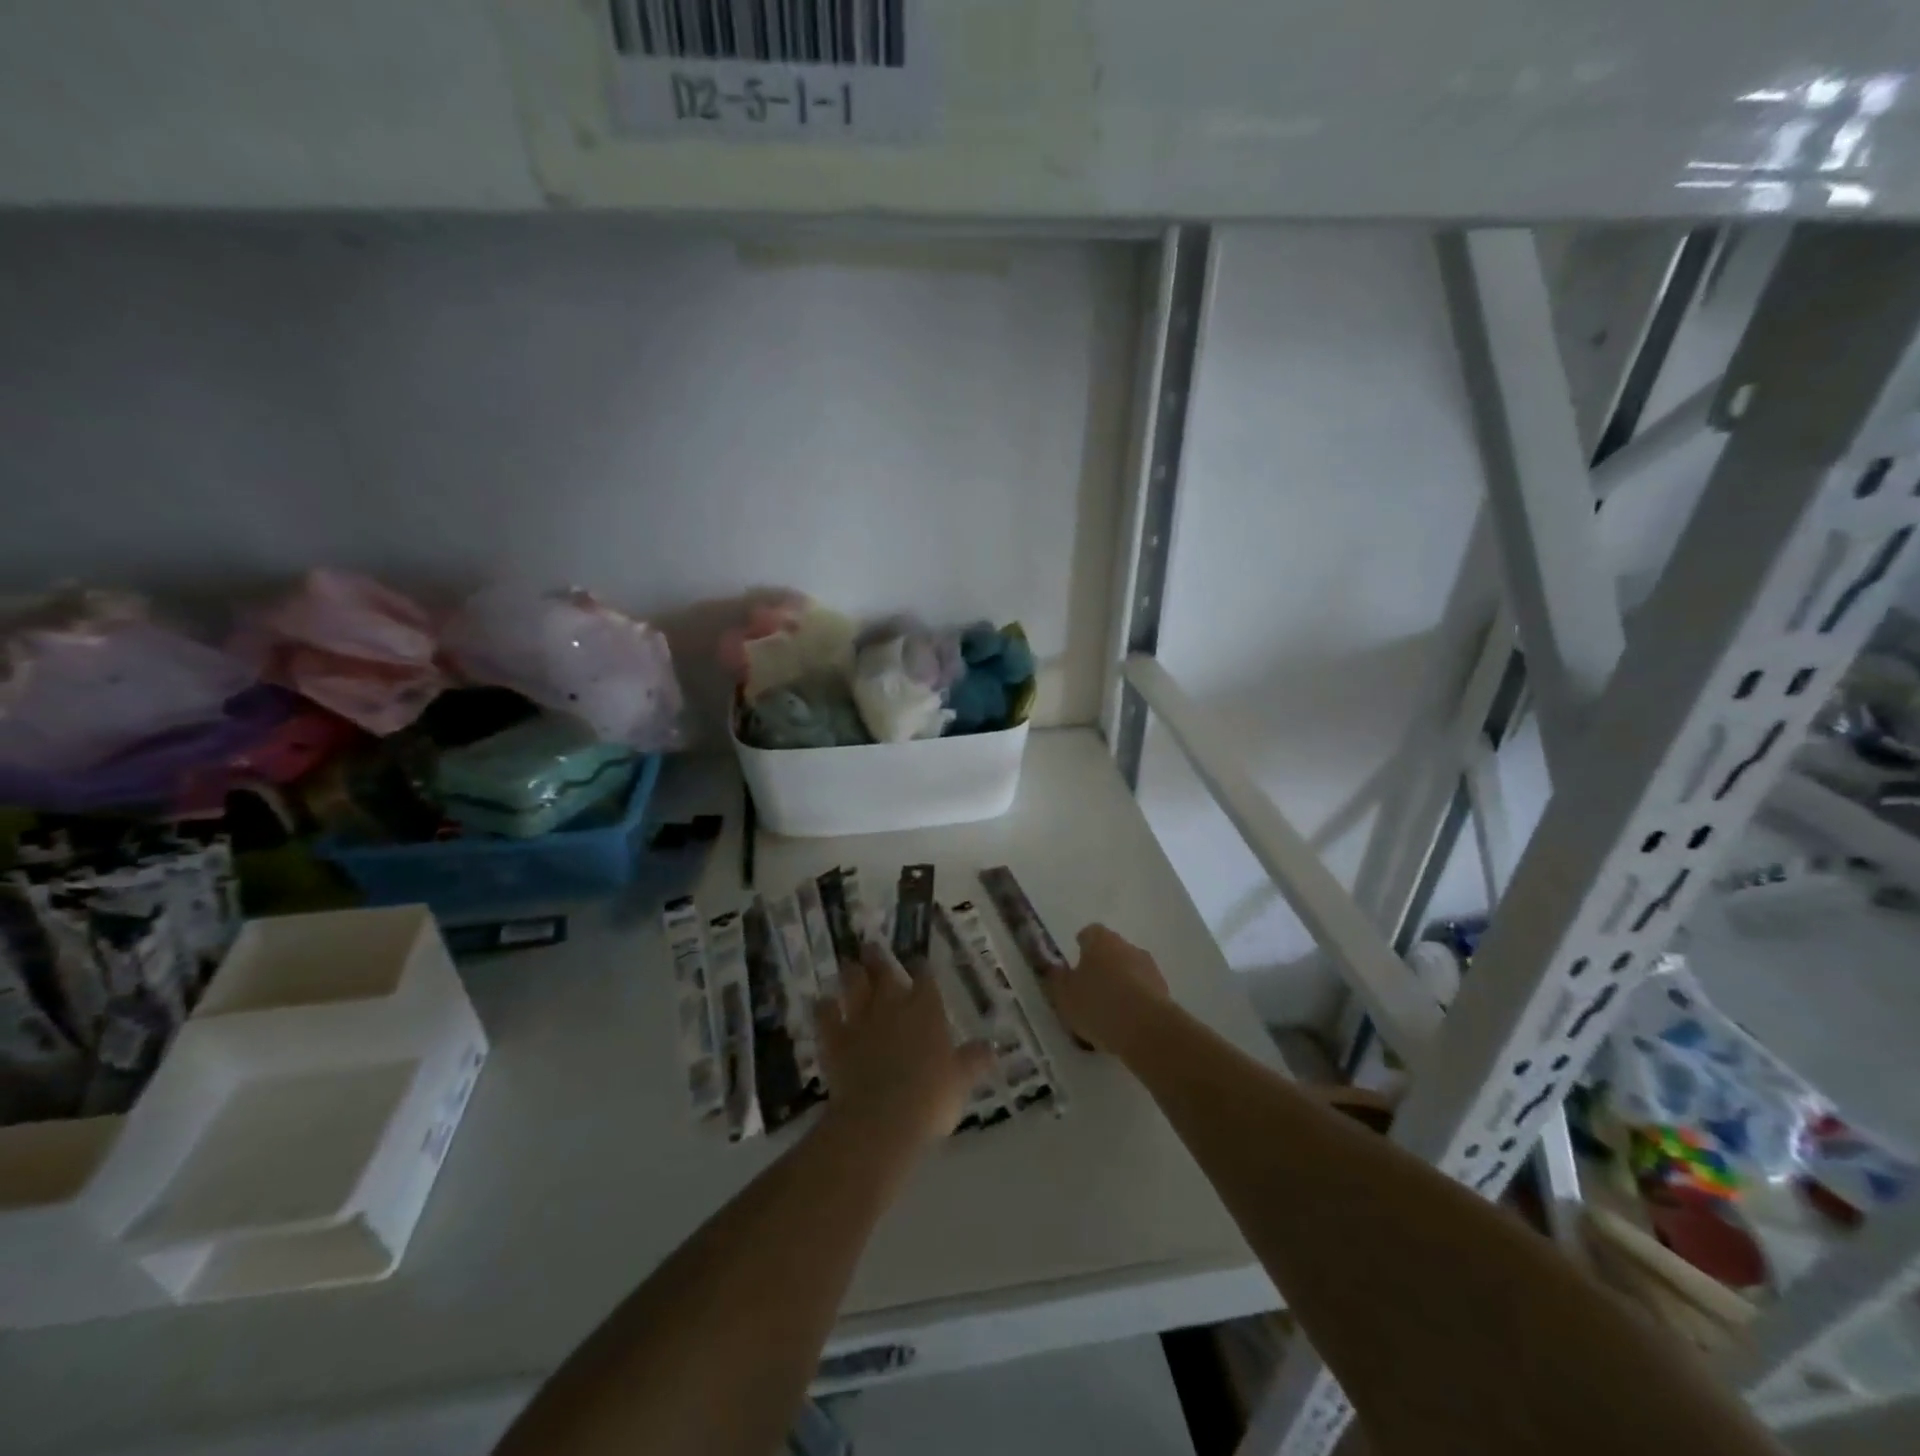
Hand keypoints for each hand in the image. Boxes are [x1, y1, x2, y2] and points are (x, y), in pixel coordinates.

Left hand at [817, 943, 993, 1149]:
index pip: (925, 979)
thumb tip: (990, 1048)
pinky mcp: (835, 1039)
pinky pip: (826, 1016)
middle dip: (878, 958)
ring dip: (851, 974)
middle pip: (884, 973)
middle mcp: (892, 1006)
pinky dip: (824, 1008)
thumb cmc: (930, 1098)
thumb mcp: (961, 1081)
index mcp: (926, 1010)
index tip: (918, 961)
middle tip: (870, 946)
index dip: (921, 968)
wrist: (881, 1118)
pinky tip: (822, 1003)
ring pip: (854, 986)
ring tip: (848, 964)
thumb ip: (973, 1061)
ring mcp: (861, 1020)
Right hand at [1045, 924, 1170, 1056]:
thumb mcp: (1064, 995)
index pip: (1090, 932)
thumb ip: (1056, 979)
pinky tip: (1125, 1021)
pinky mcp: (1164, 991)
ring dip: (1121, 982)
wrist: (1147, 1029)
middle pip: (1112, 950)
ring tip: (1108, 1008)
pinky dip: (1134, 1000)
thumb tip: (1055, 968)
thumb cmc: (1098, 1004)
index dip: (1082, 944)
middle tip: (1089, 986)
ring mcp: (1149, 968)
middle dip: (1102, 964)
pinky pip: (1143, 990)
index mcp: (1101, 940)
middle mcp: (1127, 946)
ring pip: (1130, 970)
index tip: (1076, 958)